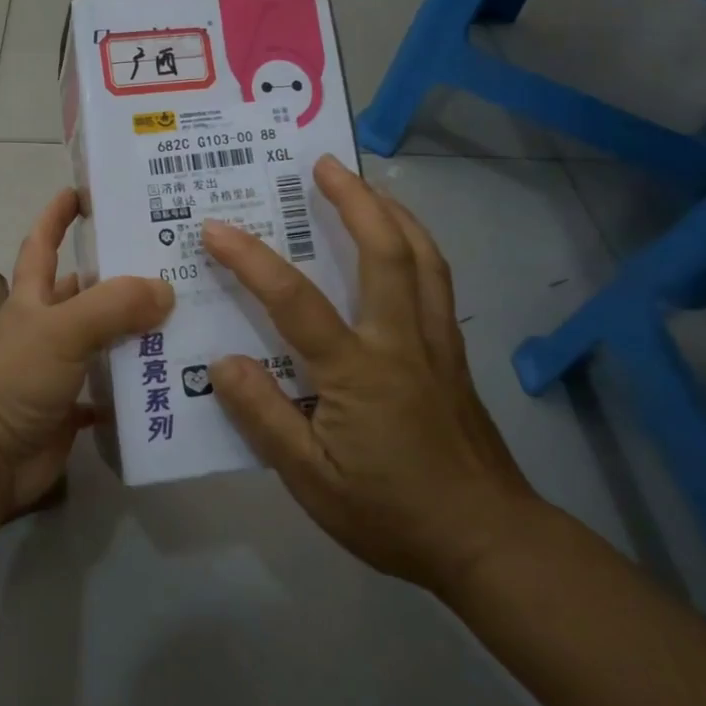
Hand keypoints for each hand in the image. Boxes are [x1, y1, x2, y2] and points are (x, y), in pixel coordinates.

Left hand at [0, 188, 173, 510]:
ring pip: (104, 339)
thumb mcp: (61, 331)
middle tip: (173, 260)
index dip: (58, 214)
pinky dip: (135, 384)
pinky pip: (110, 388)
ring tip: (188, 316)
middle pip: (86, 290)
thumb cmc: (15, 381)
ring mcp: (58, 368)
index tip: (85, 190)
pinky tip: (171, 377)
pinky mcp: (71, 406)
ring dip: (137, 331)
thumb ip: (112, 306)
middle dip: (121, 275)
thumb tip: (166, 289)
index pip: (43, 243)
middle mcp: (46, 326)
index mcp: (33, 298)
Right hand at [202, 156, 539, 595]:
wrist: (490, 542)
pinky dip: (418, 248)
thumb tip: (222, 362)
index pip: (295, 301)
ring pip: (423, 259)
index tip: (216, 227)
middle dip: (353, 200)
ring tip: (367, 186)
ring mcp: (436, 345)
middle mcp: (401, 342)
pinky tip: (404, 246)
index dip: (251, 259)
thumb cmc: (392, 515)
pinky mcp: (454, 357)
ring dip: (393, 213)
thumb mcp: (311, 481)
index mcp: (358, 372)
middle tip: (324, 163)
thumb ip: (264, 418)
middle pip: (384, 253)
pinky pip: (438, 283)